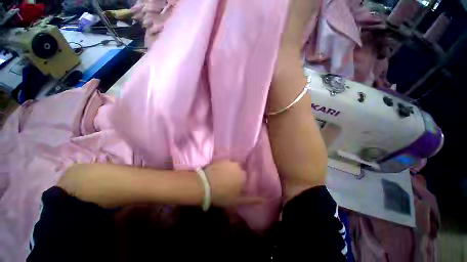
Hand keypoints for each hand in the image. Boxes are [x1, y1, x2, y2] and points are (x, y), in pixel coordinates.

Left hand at [204, 161, 262, 206]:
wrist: (205, 186)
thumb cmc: (222, 195)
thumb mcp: (237, 201)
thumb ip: (251, 200)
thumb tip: (264, 200)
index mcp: (243, 176)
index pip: (245, 178)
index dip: (240, 183)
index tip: (234, 187)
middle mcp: (238, 166)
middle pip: (239, 171)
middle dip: (236, 176)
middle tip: (227, 182)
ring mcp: (229, 162)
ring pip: (232, 166)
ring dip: (229, 170)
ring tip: (221, 177)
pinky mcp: (221, 159)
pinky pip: (225, 163)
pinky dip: (223, 166)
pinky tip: (218, 172)